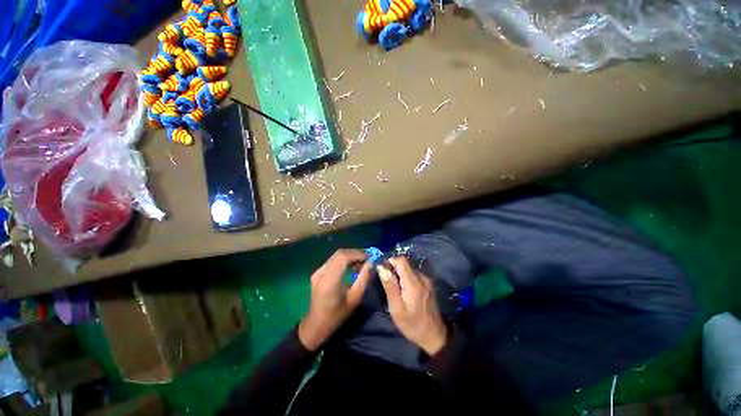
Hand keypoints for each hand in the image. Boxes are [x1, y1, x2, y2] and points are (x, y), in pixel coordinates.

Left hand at [298, 249, 371, 350]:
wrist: (316, 325)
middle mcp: (321, 272)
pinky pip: (333, 260)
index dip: (357, 254)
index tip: (370, 257)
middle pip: (340, 253)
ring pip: (336, 255)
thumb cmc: (337, 315)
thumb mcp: (355, 298)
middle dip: (355, 253)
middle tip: (368, 258)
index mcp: (329, 281)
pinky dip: (344, 259)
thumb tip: (371, 263)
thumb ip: (363, 278)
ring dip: (350, 255)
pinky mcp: (317, 272)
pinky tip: (352, 265)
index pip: (343, 257)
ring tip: (362, 261)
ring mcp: (317, 271)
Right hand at [378, 257, 447, 355]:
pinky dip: (406, 278)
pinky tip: (404, 291)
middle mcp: (421, 277)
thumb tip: (382, 267)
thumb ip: (390, 286)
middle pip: (405, 264)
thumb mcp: (396, 308)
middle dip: (394, 269)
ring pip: (409, 269)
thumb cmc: (412, 324)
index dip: (390, 261)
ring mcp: (427, 281)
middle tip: (386, 282)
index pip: (401, 260)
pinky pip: (415, 275)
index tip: (382, 270)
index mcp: (413, 282)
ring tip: (394, 288)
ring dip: (400, 274)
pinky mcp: (428, 285)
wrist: (434, 336)